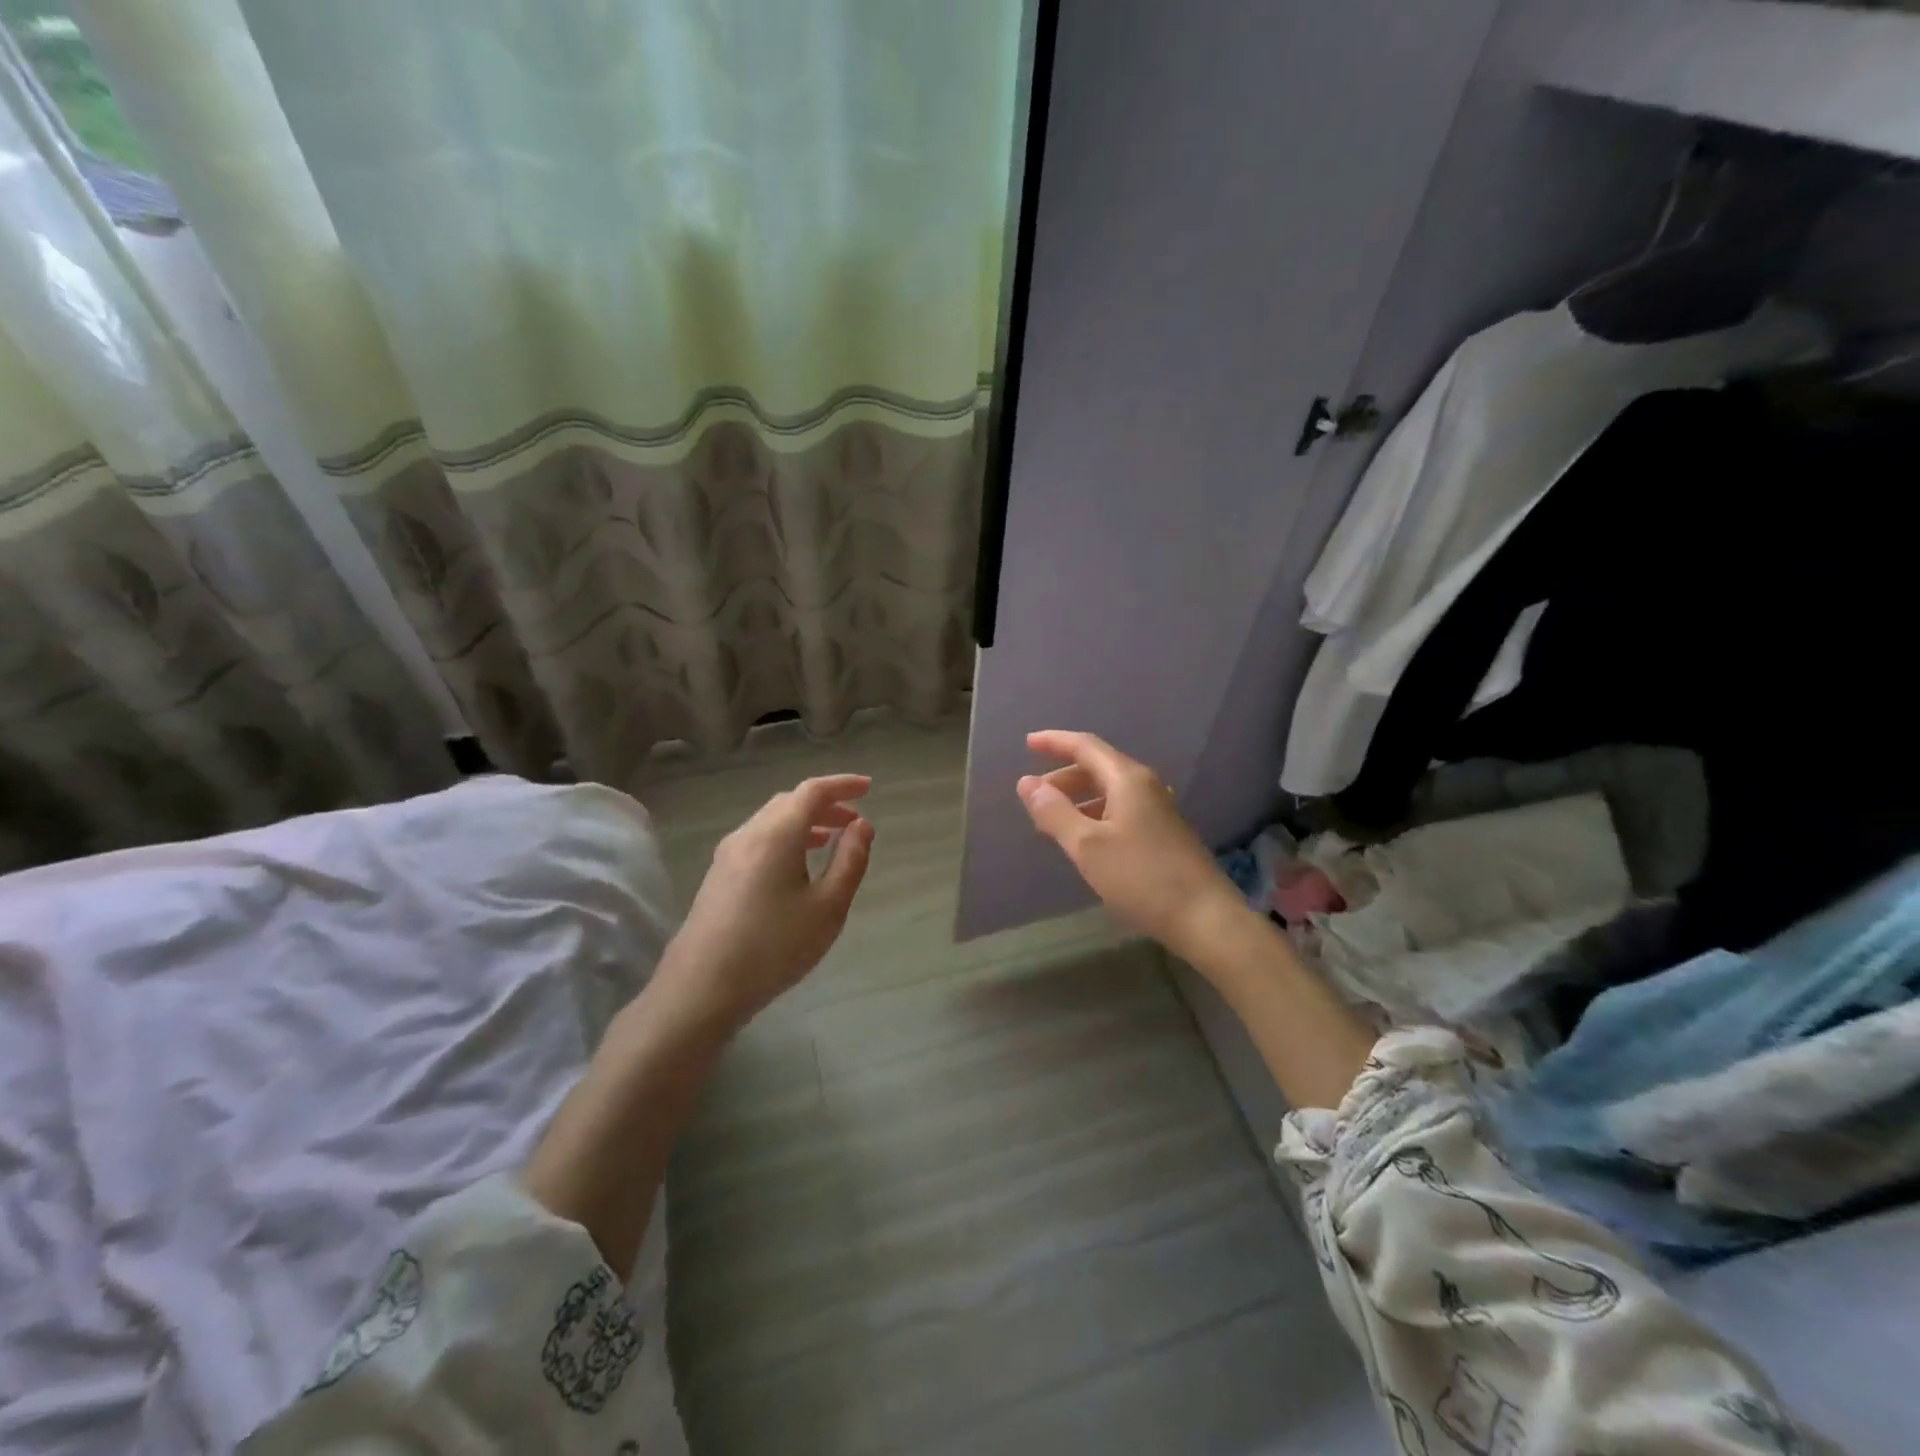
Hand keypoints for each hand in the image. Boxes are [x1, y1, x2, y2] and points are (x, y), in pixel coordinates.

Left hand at [654, 774, 874, 1036]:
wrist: (702, 988)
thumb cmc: (774, 946)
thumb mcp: (828, 907)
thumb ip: (850, 861)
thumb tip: (862, 825)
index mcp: (777, 834)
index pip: (812, 791)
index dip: (843, 784)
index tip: (869, 788)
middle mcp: (749, 834)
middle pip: (790, 802)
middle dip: (825, 804)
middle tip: (854, 821)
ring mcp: (728, 854)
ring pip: (772, 820)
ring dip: (805, 821)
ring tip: (831, 840)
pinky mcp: (718, 875)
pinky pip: (759, 839)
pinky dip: (786, 838)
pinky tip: (797, 866)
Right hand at [1017, 730, 1244, 960]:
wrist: (1206, 919)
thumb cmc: (1142, 878)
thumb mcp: (1087, 846)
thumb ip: (1054, 812)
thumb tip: (1027, 783)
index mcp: (1127, 779)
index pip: (1085, 747)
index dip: (1054, 743)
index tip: (1027, 744)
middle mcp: (1146, 787)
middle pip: (1098, 768)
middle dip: (1063, 777)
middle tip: (1035, 797)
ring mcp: (1159, 811)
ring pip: (1110, 792)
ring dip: (1079, 799)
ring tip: (1053, 823)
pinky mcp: (1164, 834)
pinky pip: (1121, 811)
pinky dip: (1096, 815)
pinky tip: (1087, 841)